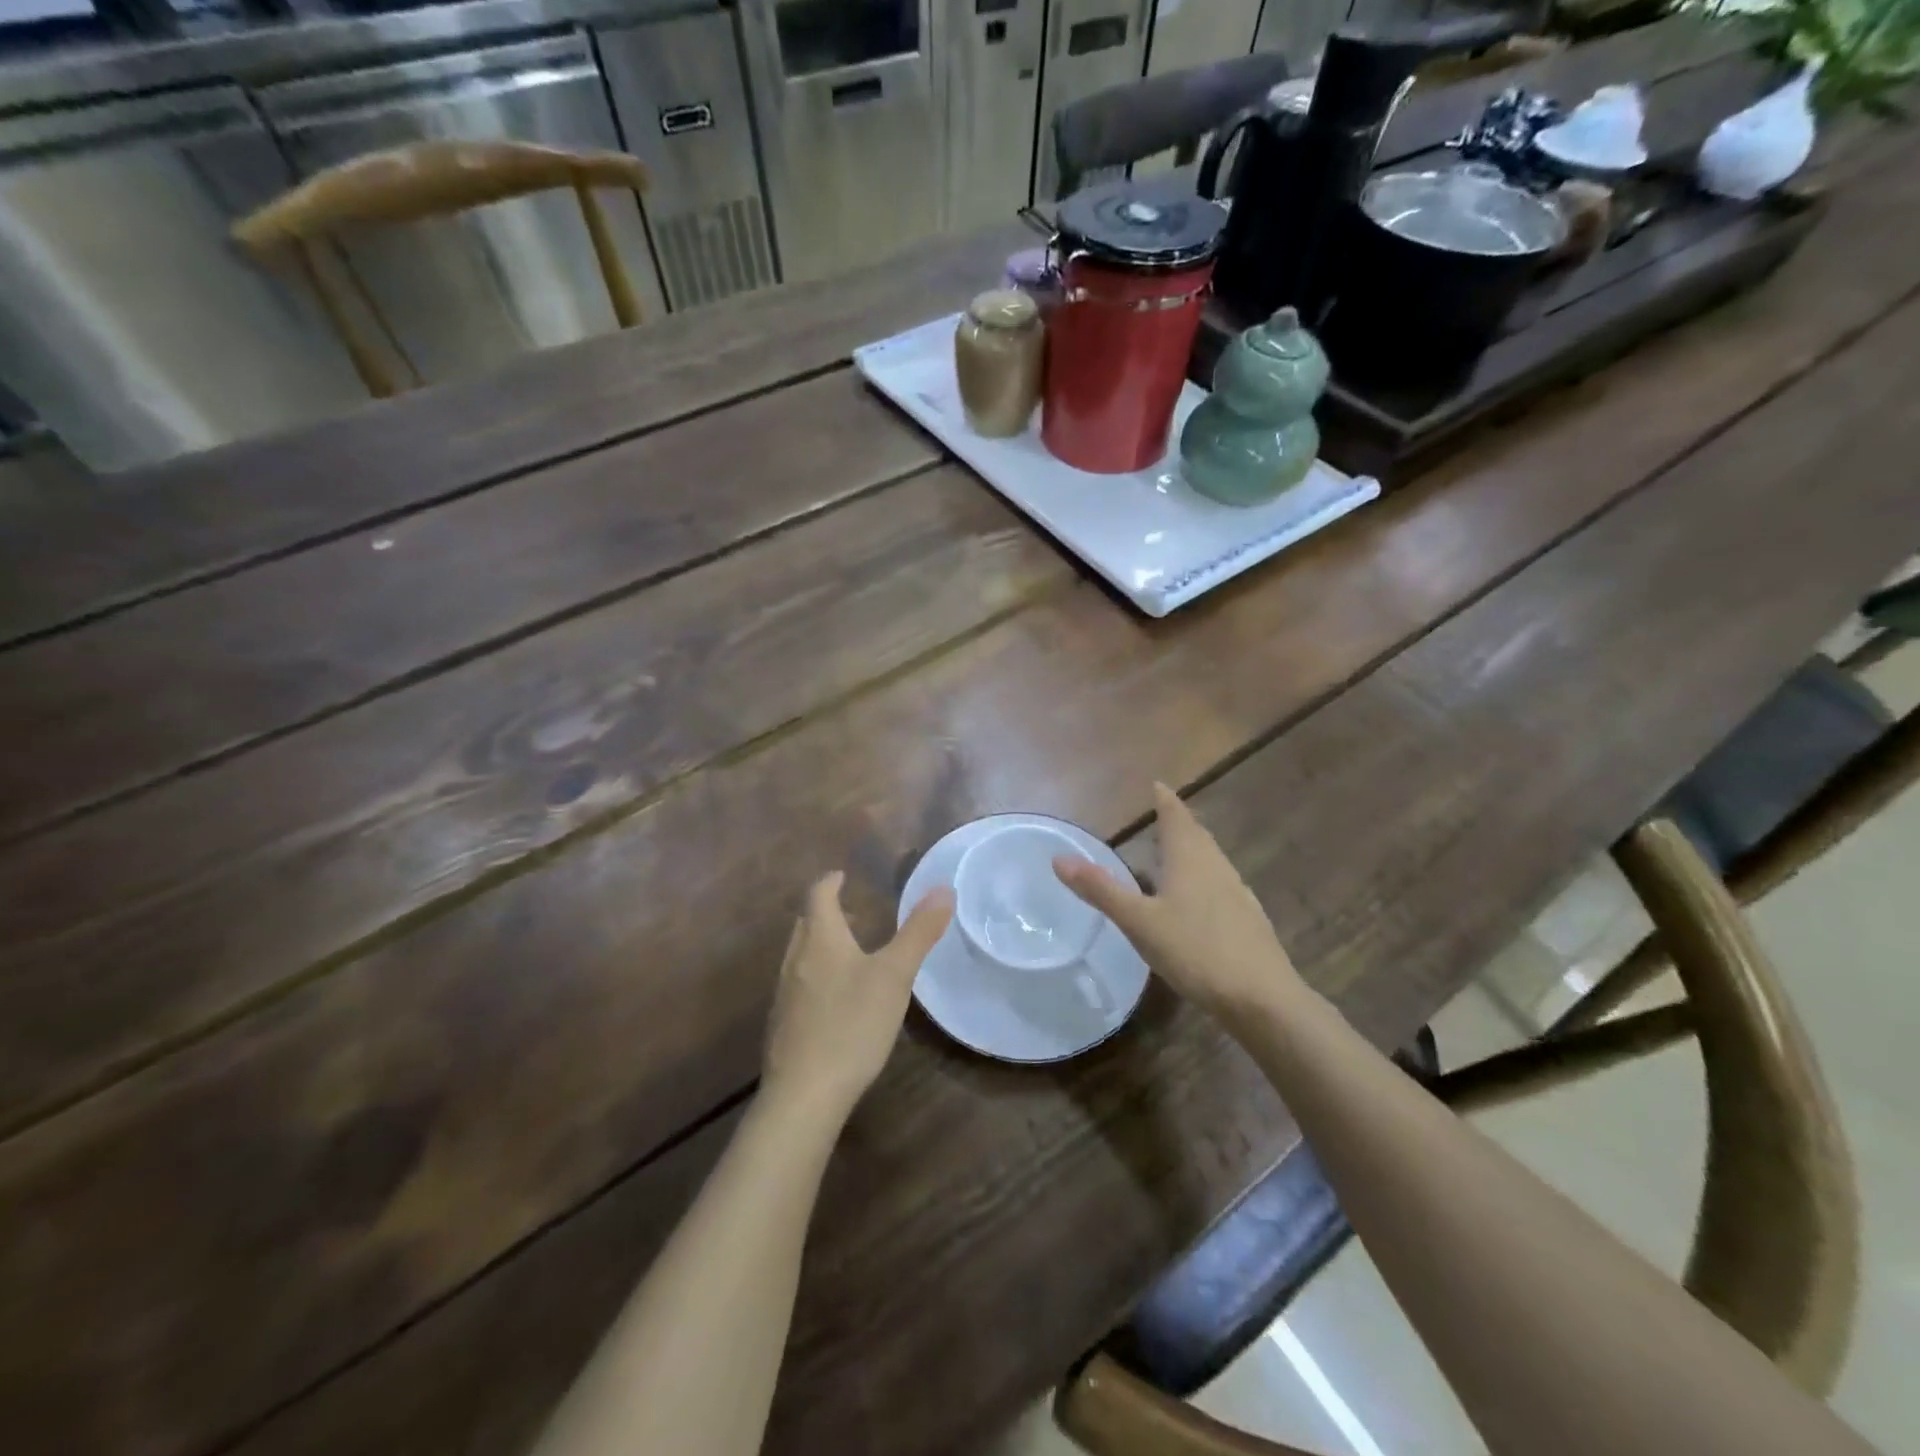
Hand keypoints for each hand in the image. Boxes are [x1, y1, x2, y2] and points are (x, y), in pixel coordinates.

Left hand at [762, 872, 953, 1123]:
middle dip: (825, 911)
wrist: (803, 1094)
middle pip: (805, 923)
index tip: (842, 875)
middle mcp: (795, 959)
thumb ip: (918, 932)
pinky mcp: (782, 1024)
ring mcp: (784, 994)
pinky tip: (835, 999)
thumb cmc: (851, 1024)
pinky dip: (815, 974)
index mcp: (820, 940)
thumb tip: (943, 889)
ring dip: (820, 943)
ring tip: (847, 952)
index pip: (818, 895)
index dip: (830, 882)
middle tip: (852, 911)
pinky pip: (798, 984)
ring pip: (799, 954)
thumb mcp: (895, 976)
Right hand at [1053, 783, 1300, 1017]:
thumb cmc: (1195, 951)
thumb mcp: (1139, 922)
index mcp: (1190, 859)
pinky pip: (1220, 884)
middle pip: (1197, 835)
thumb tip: (1059, 858)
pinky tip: (1196, 900)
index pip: (1176, 817)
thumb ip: (1101, 890)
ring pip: (1210, 859)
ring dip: (1192, 849)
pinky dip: (1202, 877)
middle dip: (1179, 822)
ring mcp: (1237, 893)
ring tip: (1174, 852)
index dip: (1165, 800)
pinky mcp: (1247, 919)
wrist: (1262, 999)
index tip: (1157, 784)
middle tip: (1162, 814)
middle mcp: (1216, 867)